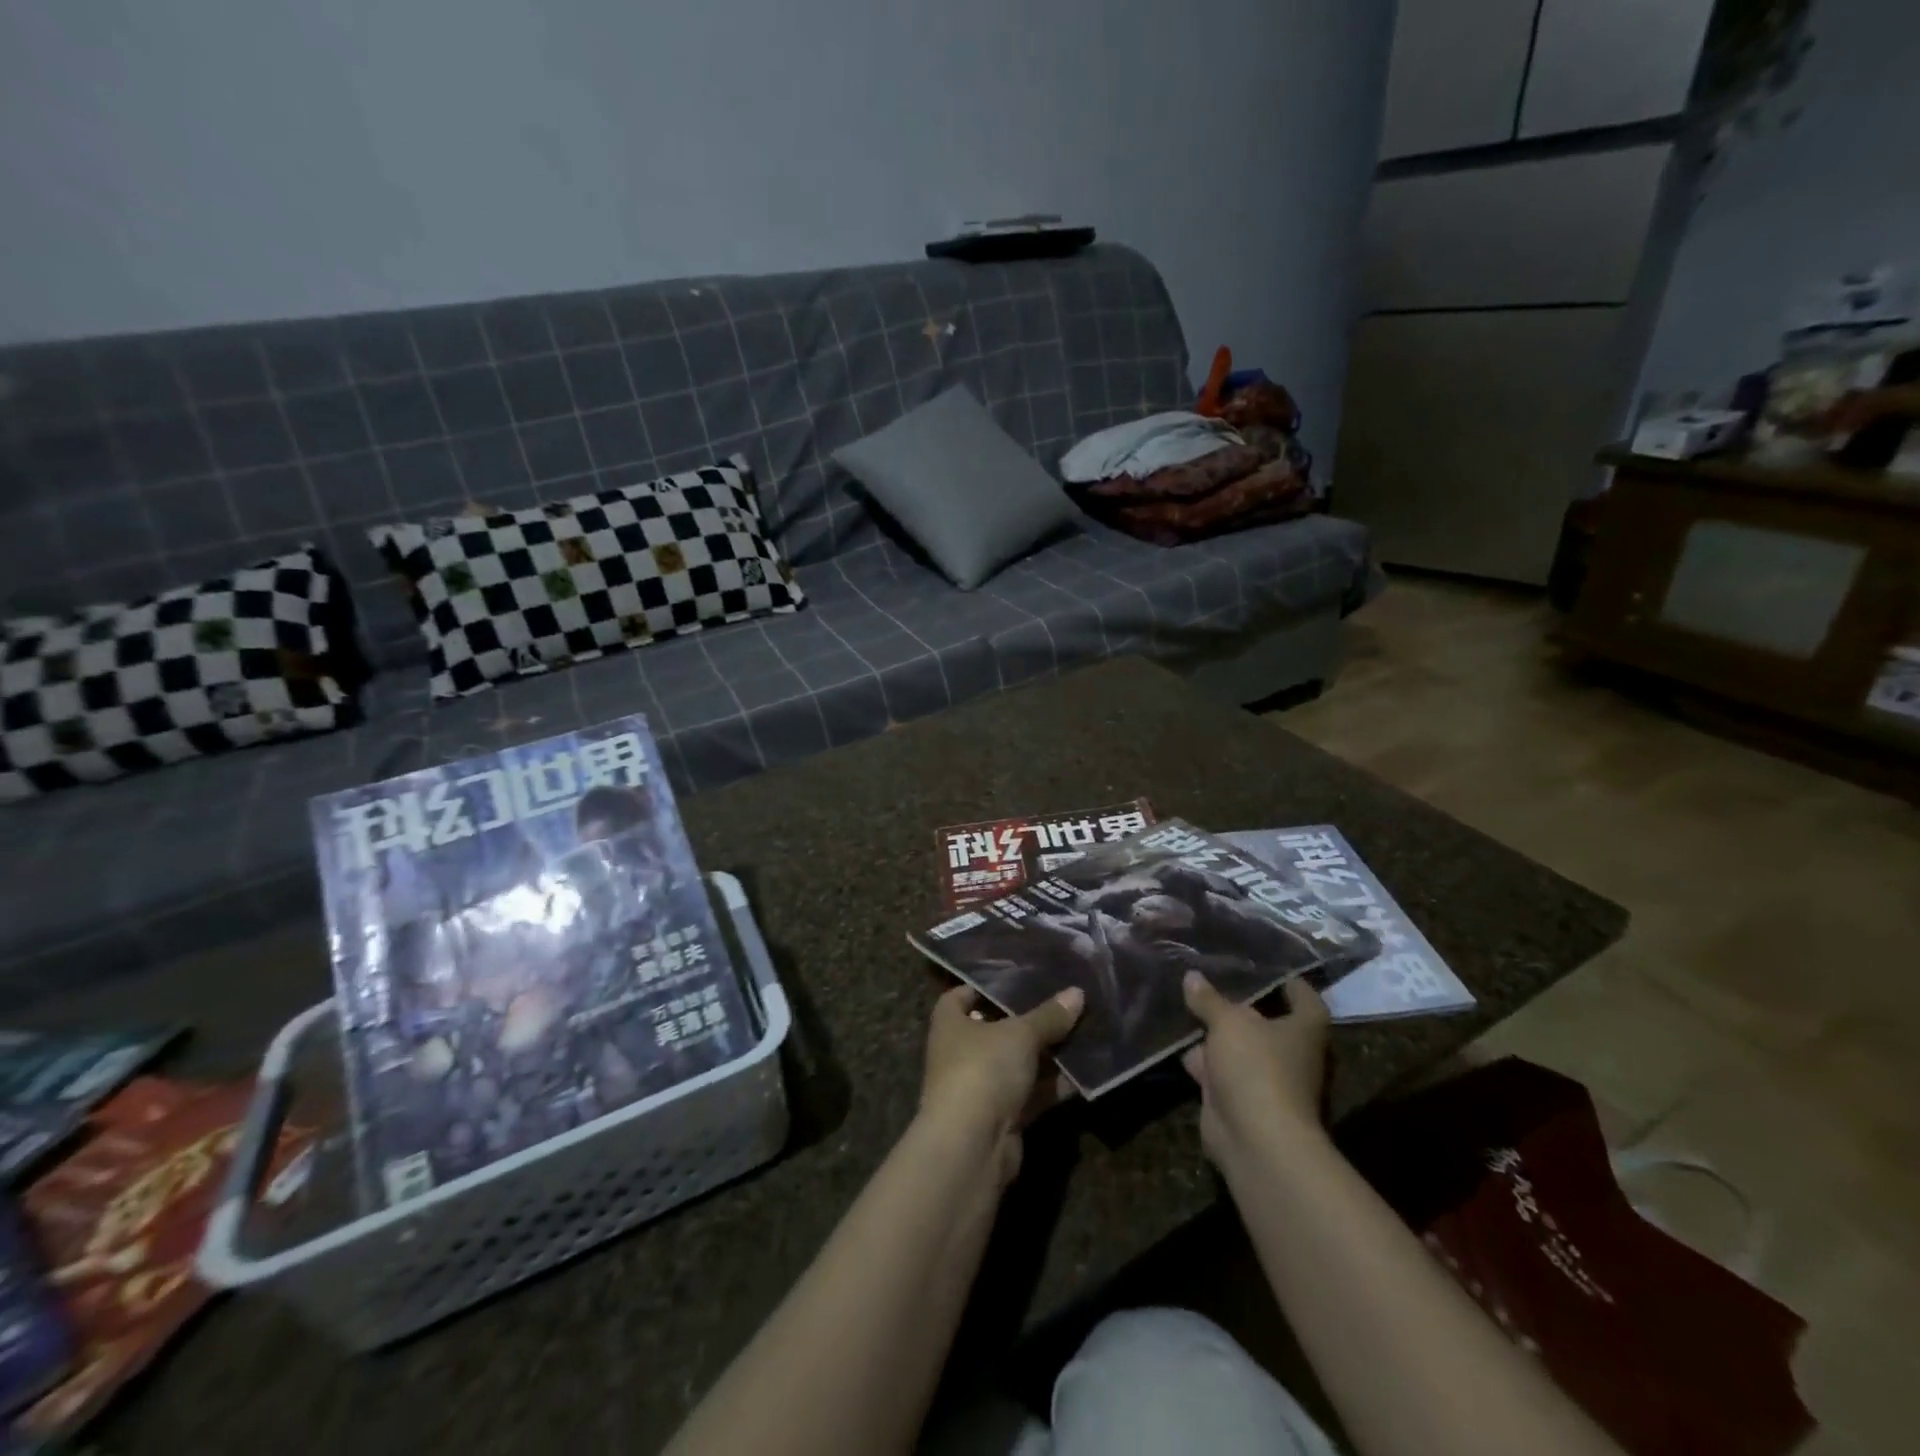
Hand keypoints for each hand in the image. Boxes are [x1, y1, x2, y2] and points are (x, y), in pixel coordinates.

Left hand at [919, 985, 1083, 1185]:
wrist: (971, 1146)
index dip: (984, 986)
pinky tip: (1084, 1074)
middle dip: (1028, 1020)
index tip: (1016, 978)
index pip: (960, 996)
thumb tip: (1077, 992)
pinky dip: (1053, 1086)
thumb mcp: (1020, 1034)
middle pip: (997, 1029)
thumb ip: (1049, 1015)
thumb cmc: (983, 1069)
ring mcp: (981, 1087)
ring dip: (1047, 1054)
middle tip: (1063, 1004)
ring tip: (1083, 1033)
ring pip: (1018, 1063)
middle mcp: (961, 1053)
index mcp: (950, 1023)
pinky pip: (1031, 1094)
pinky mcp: (1002, 1118)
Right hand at [1181, 971, 1330, 1174]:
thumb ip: (1209, 999)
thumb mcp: (1228, 1021)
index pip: (1305, 999)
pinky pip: (1218, 1070)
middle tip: (1213, 980)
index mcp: (1303, 1030)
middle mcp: (1290, 1054)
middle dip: (1241, 1006)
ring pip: (1238, 1047)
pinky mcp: (1239, 1100)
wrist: (1255, 1140)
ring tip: (1187, 1003)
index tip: (1269, 969)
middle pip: (1267, 1022)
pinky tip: (1176, 1040)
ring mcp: (1265, 1080)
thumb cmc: (1256, 1068)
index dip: (1291, 983)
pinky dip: (1200, 1059)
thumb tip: (1192, 976)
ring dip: (1216, 1033)